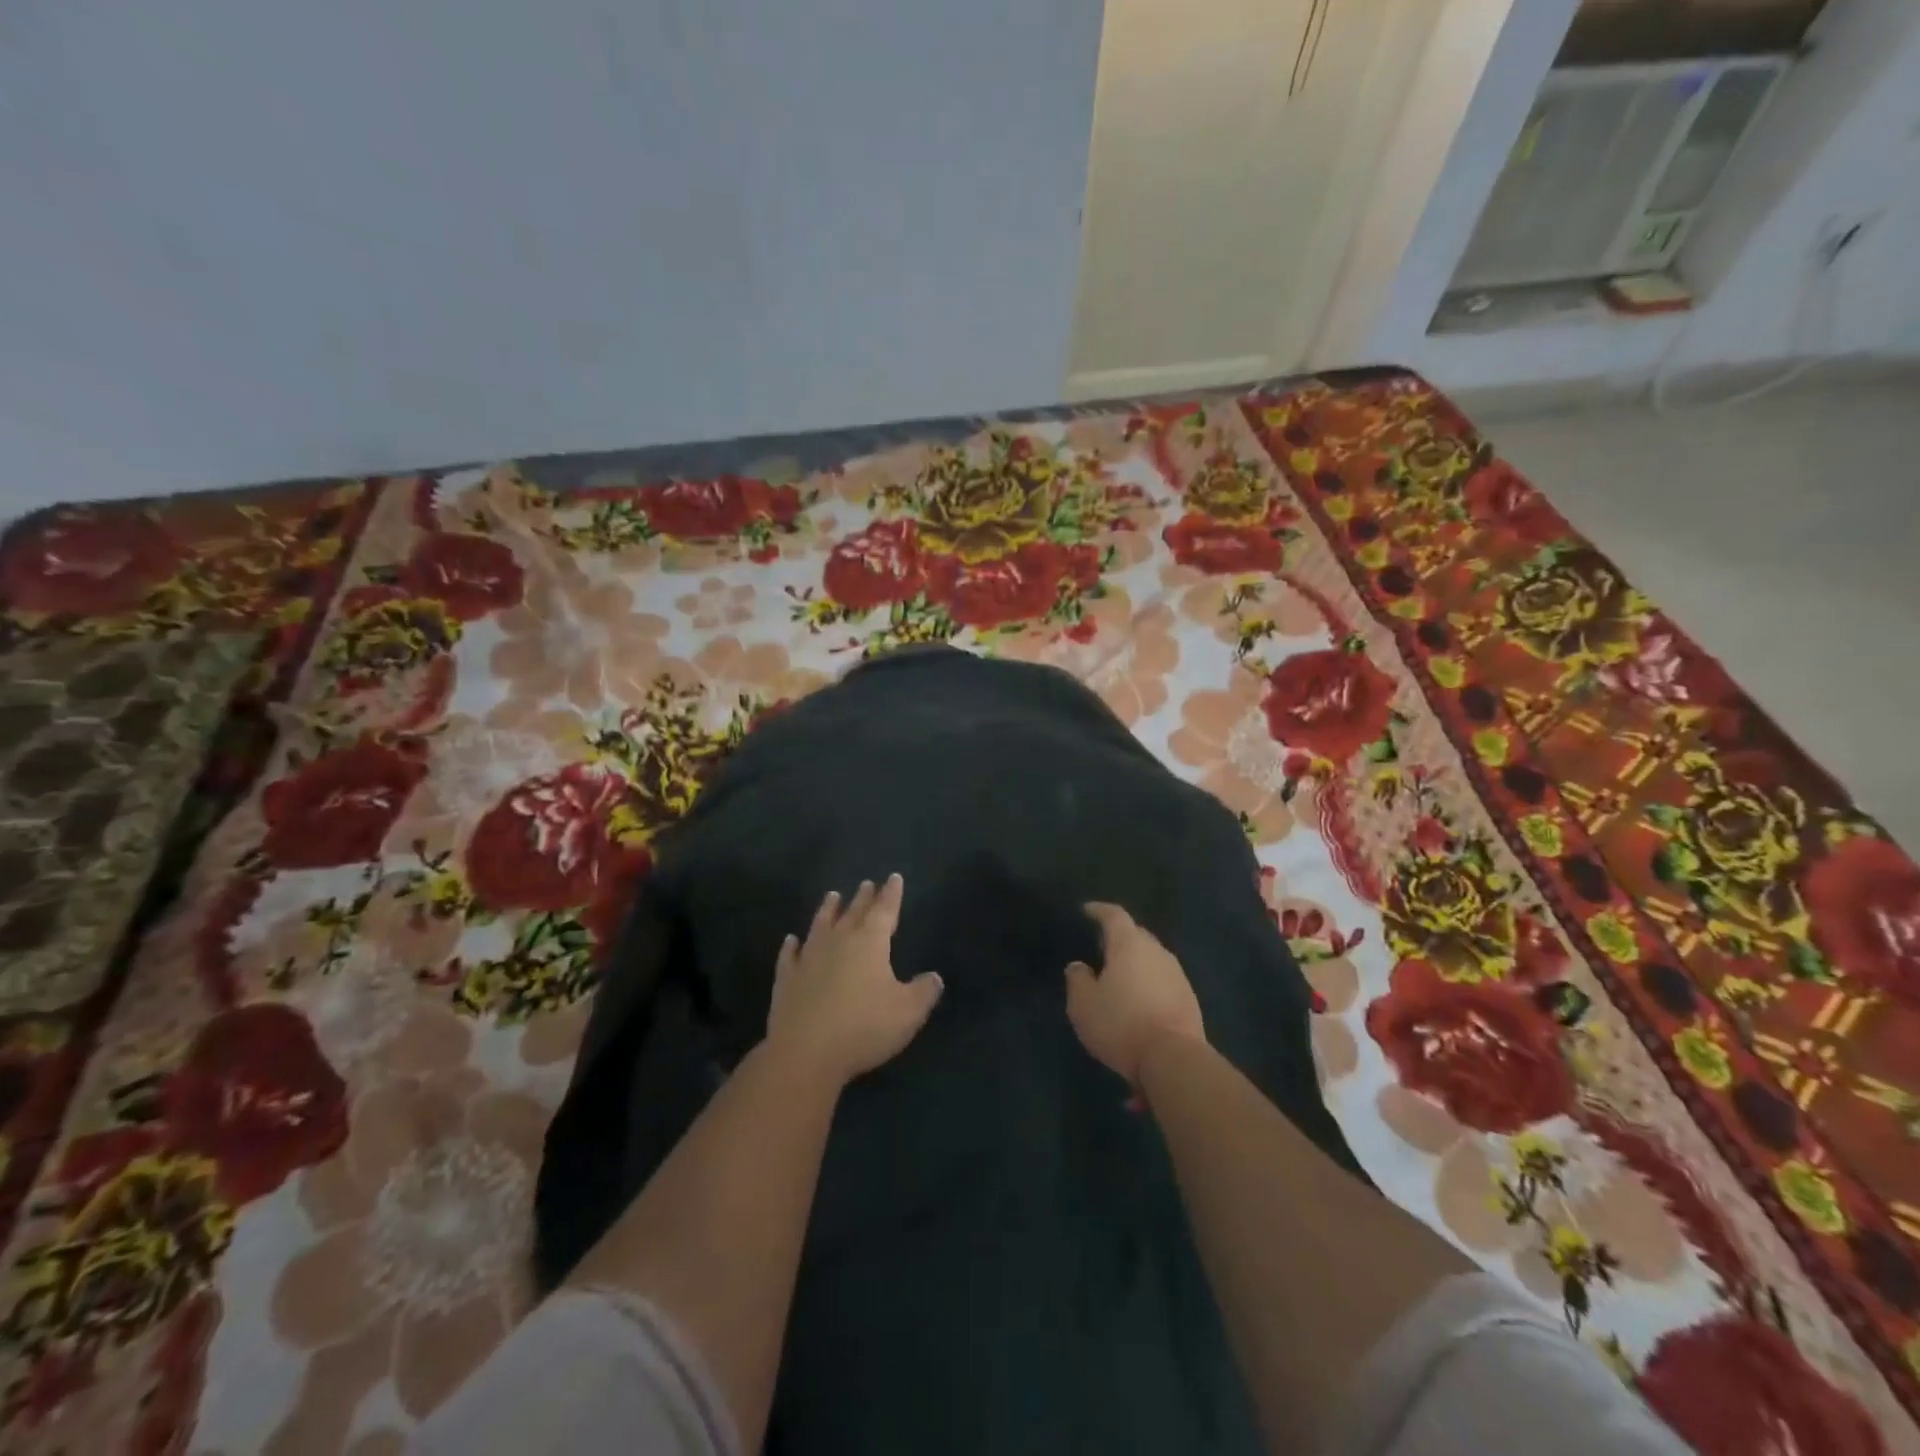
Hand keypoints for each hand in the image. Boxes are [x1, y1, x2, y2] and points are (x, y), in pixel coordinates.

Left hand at [766, 875, 942, 1088]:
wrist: (805, 1053)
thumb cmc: (864, 1027)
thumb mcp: (908, 1012)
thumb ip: (924, 991)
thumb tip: (934, 977)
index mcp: (870, 943)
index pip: (884, 910)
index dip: (891, 894)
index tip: (894, 878)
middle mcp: (838, 941)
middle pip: (853, 913)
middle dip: (863, 898)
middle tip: (866, 883)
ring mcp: (808, 958)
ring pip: (820, 925)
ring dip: (828, 910)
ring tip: (832, 896)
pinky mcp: (786, 979)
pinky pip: (789, 955)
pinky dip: (791, 946)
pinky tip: (791, 940)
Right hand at [1065, 902, 1204, 1084]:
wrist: (1174, 1059)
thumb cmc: (1121, 1024)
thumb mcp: (1083, 1005)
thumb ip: (1077, 980)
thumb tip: (1079, 966)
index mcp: (1129, 945)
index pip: (1114, 915)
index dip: (1099, 910)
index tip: (1087, 910)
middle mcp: (1157, 952)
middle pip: (1137, 935)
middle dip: (1119, 937)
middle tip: (1101, 947)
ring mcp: (1177, 975)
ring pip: (1152, 959)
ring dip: (1136, 963)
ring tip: (1120, 977)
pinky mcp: (1189, 999)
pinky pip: (1163, 981)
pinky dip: (1149, 985)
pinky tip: (1139, 1002)